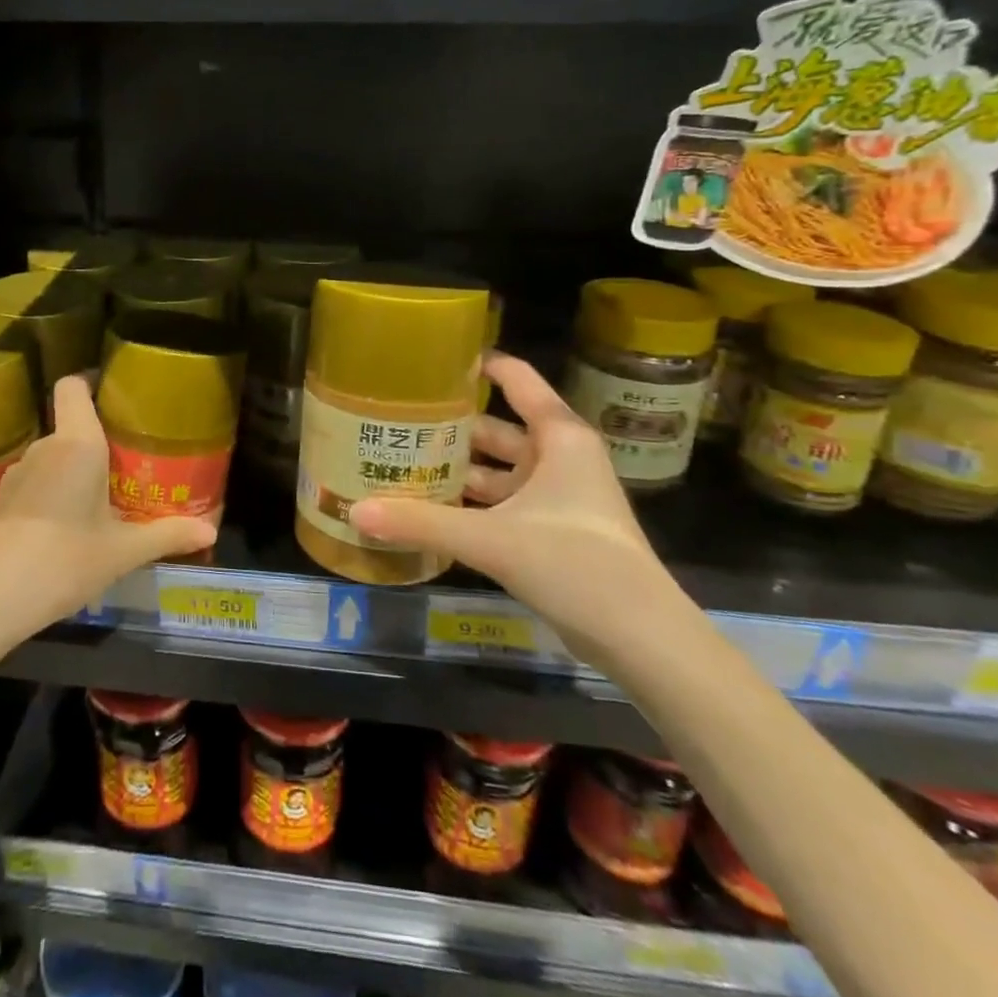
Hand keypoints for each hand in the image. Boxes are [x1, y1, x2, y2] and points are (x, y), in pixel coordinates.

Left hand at [0, 376, 215, 642]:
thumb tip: (211, 532)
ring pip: (55, 456)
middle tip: (131, 464)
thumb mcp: (123, 552)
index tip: (118, 395)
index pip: (74, 385)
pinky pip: (38, 479)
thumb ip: (167, 535)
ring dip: (77, 469)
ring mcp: (19, 472)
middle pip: (72, 425)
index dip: (92, 380)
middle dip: (100, 439)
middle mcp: (46, 447)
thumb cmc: (64, 560)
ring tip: (104, 498)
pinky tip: (69, 524)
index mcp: (78, 443)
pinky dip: (55, 490)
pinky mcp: (2, 499)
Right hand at [349, 354, 674, 665]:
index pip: (516, 380)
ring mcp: (558, 496)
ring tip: (404, 461)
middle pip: (497, 428)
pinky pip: (503, 503)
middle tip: (398, 417)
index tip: (432, 359)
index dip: (478, 365)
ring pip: (499, 469)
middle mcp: (560, 457)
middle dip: (452, 425)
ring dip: (458, 468)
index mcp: (559, 437)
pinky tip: (432, 507)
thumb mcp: (492, 538)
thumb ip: (422, 522)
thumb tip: (357, 510)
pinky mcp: (553, 531)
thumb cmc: (575, 563)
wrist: (641, 638)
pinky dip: (471, 503)